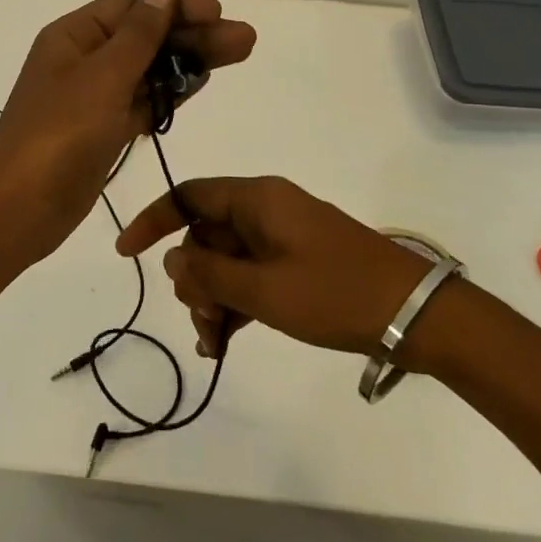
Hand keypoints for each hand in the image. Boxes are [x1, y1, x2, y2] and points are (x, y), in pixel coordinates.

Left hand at [0, 0, 256, 263]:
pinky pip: (142, 100)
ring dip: (189, 61)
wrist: (18, 209)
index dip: (177, 5)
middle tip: (245, 40)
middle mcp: (83, 59)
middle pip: (147, 37)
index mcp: (74, 36)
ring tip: (238, 54)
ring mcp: (93, 96)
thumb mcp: (101, 77)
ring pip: (149, 69)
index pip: (133, 5)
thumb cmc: (58, 135)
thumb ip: (138, 35)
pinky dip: (170, 92)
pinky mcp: (103, 129)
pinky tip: (201, 82)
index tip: (218, 13)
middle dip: (194, 35)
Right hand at [117, 176, 432, 356]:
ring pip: (227, 260)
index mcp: (257, 199)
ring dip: (214, 299)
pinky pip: (252, 275)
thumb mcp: (264, 291)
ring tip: (215, 344)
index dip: (154, 221)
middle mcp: (266, 209)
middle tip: (202, 322)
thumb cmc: (334, 293)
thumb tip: (174, 261)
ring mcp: (284, 236)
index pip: (189, 196)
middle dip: (193, 278)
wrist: (414, 314)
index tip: (126, 253)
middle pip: (207, 234)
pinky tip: (226, 342)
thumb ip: (211, 275)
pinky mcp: (298, 262)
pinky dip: (237, 303)